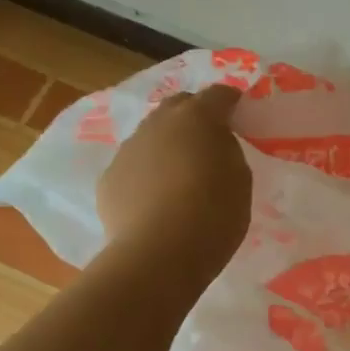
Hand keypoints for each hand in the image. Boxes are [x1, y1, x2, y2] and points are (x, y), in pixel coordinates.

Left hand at [97, 86, 251, 283]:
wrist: (158, 255)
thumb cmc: (213, 215)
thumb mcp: (240, 179)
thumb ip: (228, 151)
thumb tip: (214, 144)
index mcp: (197, 118)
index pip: (218, 95)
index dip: (230, 102)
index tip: (239, 114)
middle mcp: (158, 123)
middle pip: (178, 106)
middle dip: (194, 116)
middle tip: (208, 140)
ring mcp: (128, 149)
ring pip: (151, 135)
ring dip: (167, 145)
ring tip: (179, 174)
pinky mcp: (109, 178)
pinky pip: (133, 166)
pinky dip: (146, 174)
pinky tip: (155, 200)